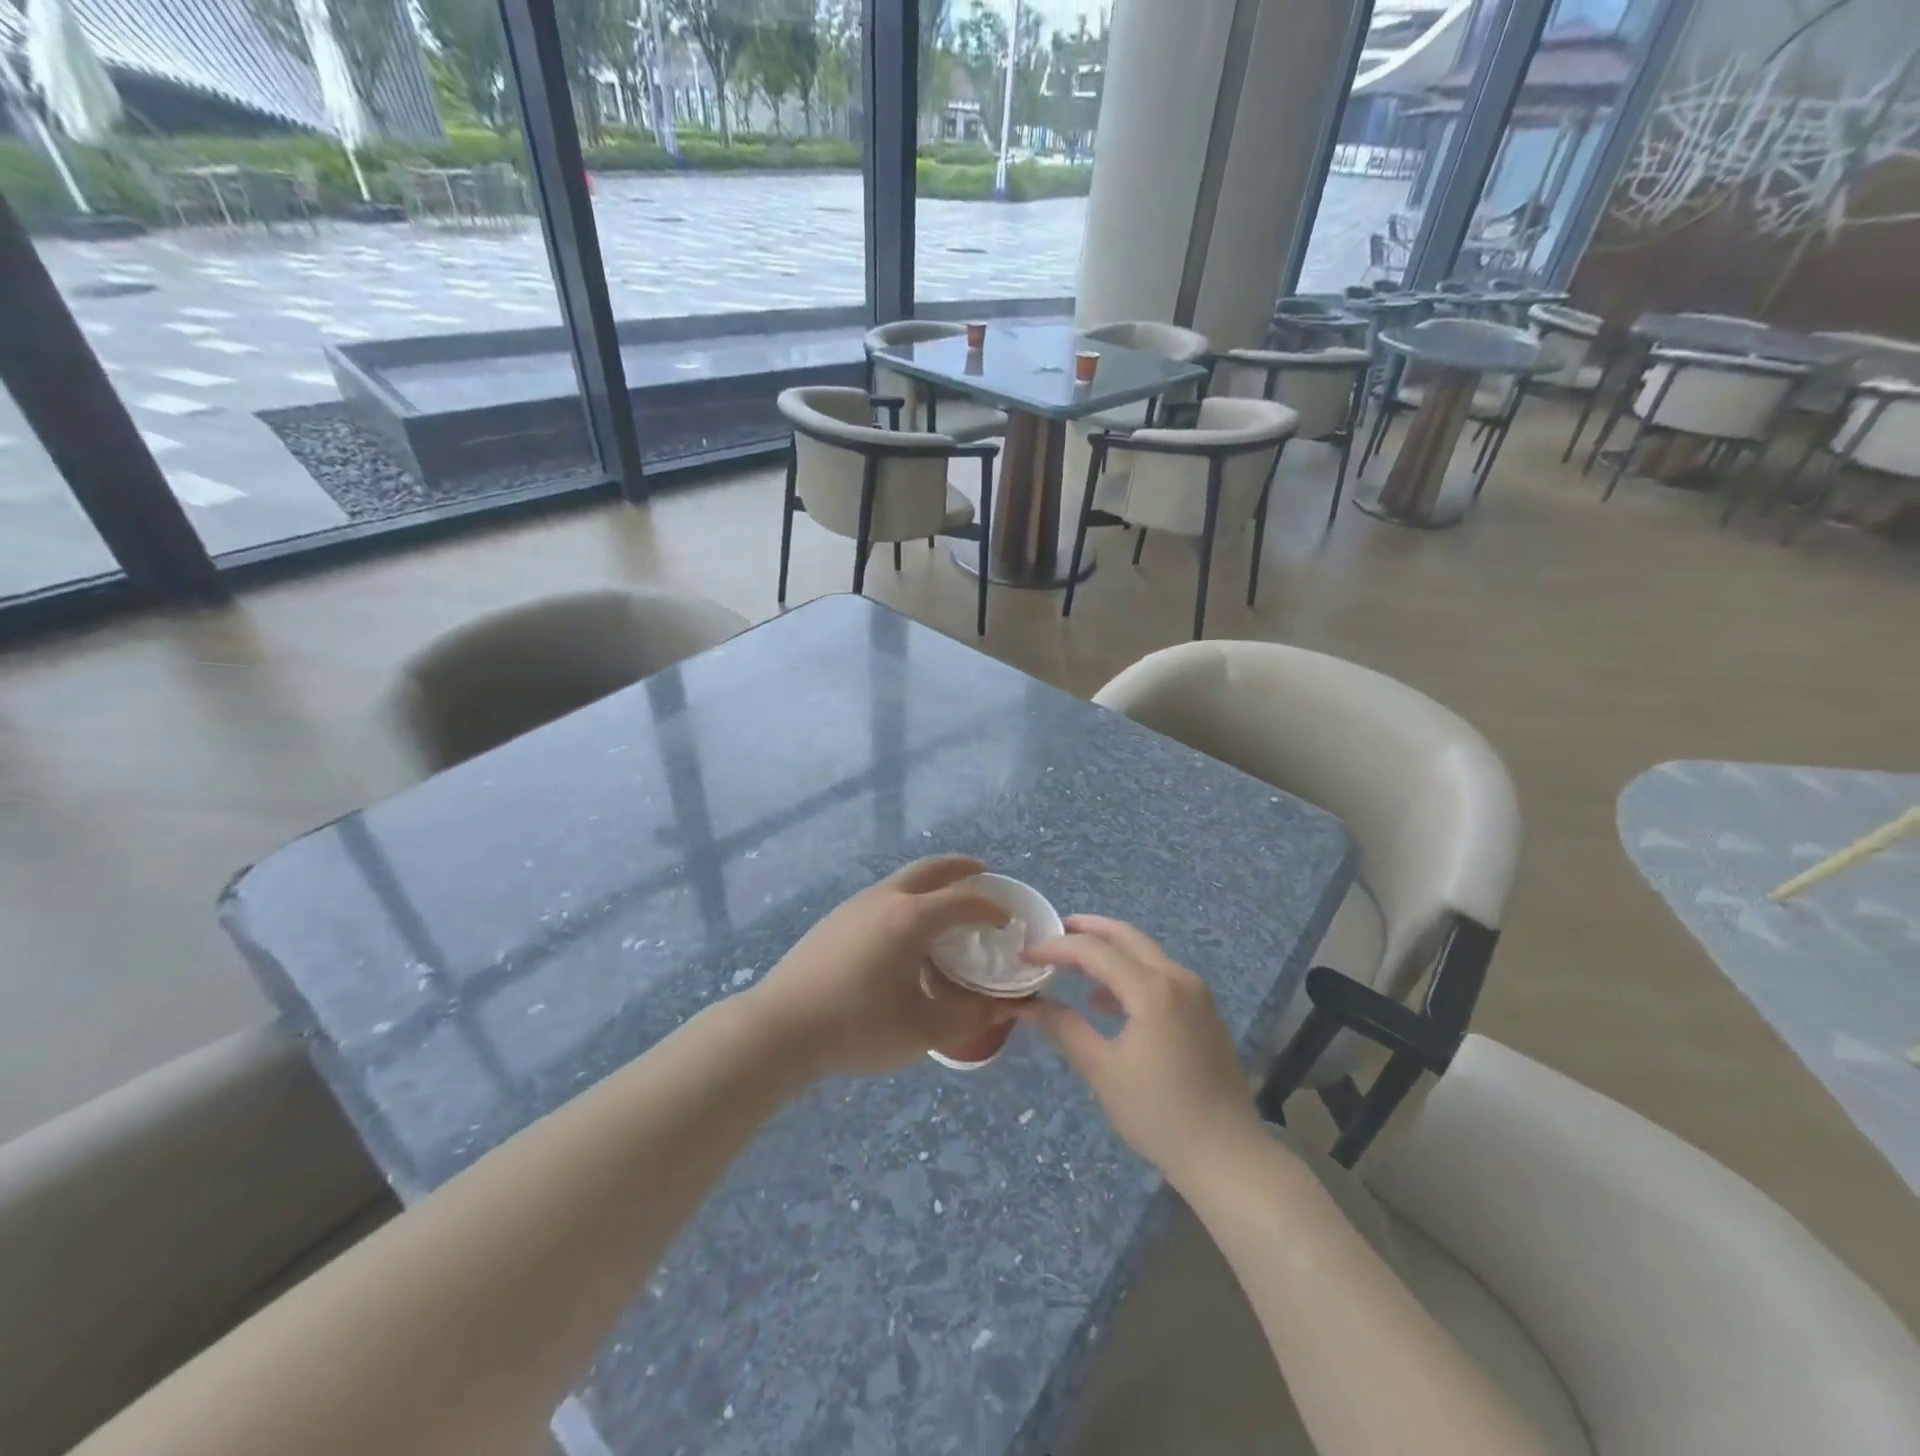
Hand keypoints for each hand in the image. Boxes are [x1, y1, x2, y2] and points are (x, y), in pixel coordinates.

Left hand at [747, 856, 1014, 1078]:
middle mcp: (885, 899)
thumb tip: (1005, 1007)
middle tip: (982, 874)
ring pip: (902, 880)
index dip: (991, 908)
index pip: (963, 901)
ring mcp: (854, 906)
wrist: (781, 1028)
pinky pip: (882, 896)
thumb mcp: (923, 1030)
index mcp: (911, 918)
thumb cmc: (858, 1026)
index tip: (1008, 920)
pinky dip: (907, 898)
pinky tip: (903, 931)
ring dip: (931, 883)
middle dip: (960, 868)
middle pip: (930, 869)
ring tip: (946, 904)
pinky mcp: (835, 920)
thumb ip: (969, 1016)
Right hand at [1019, 916, 1264, 1189]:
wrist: (1227, 1156)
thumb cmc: (1158, 1114)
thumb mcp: (1102, 1070)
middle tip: (1053, 932)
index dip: (1056, 948)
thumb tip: (1027, 1005)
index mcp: (1152, 988)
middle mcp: (1177, 977)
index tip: (1026, 955)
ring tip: (1073, 964)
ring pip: (1145, 953)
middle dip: (1087, 930)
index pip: (1094, 951)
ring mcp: (1196, 993)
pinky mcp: (1204, 1011)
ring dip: (1109, 951)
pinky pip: (1161, 975)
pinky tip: (1107, 1001)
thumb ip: (1064, 1028)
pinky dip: (1130, 974)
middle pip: (1125, 937)